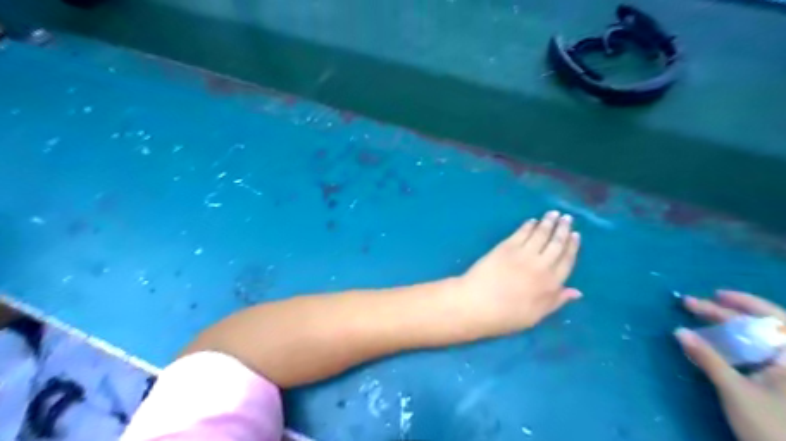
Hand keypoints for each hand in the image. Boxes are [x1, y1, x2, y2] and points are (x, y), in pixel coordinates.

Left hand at [459, 210, 578, 337]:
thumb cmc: (505, 316)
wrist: (476, 303)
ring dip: (548, 222)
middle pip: (556, 244)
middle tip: (567, 218)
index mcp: (551, 284)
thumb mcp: (535, 316)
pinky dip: (528, 226)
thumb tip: (577, 291)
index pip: (567, 261)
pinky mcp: (506, 246)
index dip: (572, 247)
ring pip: (540, 234)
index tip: (576, 235)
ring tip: (553, 213)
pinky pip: (521, 233)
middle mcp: (541, 265)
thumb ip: (555, 301)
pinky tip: (532, 221)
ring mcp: (523, 253)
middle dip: (563, 229)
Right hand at [676, 289, 784, 440]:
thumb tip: (679, 331)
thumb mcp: (735, 390)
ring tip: (702, 319)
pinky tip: (716, 344)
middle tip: (692, 305)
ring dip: (728, 328)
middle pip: (761, 327)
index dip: (744, 303)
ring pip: (758, 341)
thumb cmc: (771, 426)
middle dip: (726, 314)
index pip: (773, 319)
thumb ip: (708, 358)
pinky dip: (735, 346)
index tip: (714, 294)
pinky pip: (757, 355)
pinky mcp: (780, 384)